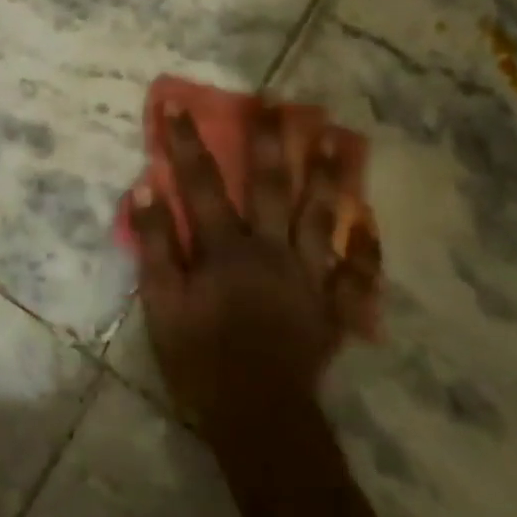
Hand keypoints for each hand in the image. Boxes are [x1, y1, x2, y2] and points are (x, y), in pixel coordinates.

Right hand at [128, 104, 380, 448]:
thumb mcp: (161, 304)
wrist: (258, 416)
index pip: (201, 184)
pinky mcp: (332, 307)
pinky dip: (365, 248)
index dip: (186, 142)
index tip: (178, 103)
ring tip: (335, 138)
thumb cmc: (200, 360)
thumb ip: (155, 245)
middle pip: (273, 186)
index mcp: (226, 249)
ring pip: (321, 216)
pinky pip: (356, 273)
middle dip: (272, 140)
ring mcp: (309, 276)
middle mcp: (272, 250)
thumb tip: (146, 188)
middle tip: (279, 101)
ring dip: (327, 175)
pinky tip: (370, 224)